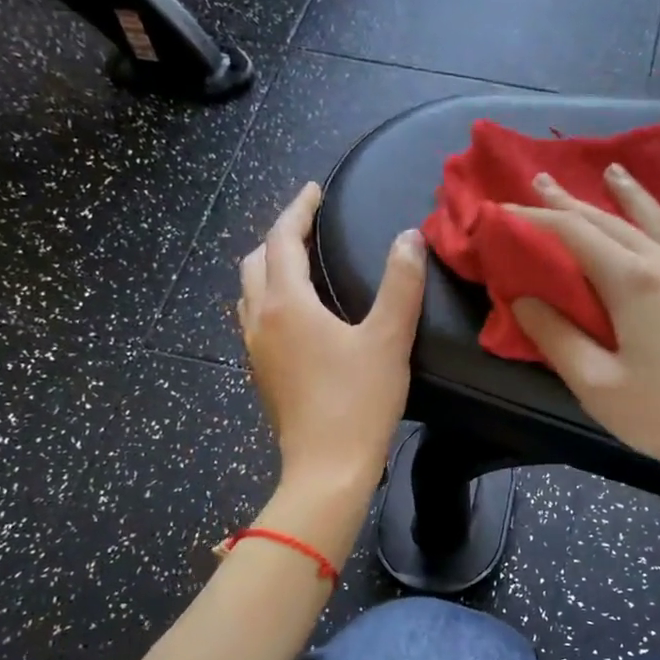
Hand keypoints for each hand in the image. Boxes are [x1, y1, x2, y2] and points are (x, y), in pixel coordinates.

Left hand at [240, 183, 425, 499]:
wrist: (326, 469)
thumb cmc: (358, 403)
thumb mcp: (389, 340)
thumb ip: (401, 285)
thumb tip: (409, 238)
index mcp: (286, 304)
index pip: (282, 238)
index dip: (297, 209)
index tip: (314, 191)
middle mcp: (260, 320)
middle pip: (256, 261)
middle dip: (279, 236)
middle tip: (309, 226)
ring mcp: (255, 351)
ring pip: (250, 292)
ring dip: (269, 268)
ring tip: (300, 264)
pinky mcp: (261, 375)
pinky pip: (255, 321)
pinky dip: (270, 300)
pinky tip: (296, 316)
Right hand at [507, 165, 659, 498]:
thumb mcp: (601, 388)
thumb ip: (558, 340)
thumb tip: (524, 299)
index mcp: (633, 282)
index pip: (573, 234)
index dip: (535, 218)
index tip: (503, 208)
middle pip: (613, 221)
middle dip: (573, 202)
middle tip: (544, 180)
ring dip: (631, 195)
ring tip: (613, 171)